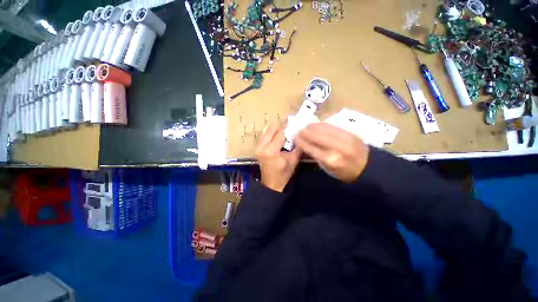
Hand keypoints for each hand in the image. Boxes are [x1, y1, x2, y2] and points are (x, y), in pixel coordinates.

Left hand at [255, 124, 301, 191]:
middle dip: (282, 126)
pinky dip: (270, 132)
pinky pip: (264, 135)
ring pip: (267, 130)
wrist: (271, 183)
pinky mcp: (257, 147)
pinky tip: (277, 134)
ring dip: (276, 129)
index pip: (280, 133)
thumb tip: (300, 133)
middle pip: (272, 128)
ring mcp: (257, 147)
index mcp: (271, 151)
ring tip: (285, 130)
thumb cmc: (283, 173)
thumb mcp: (293, 160)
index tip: (294, 119)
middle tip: (290, 126)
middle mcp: (262, 146)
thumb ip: (297, 146)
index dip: (288, 126)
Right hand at [295, 123, 369, 182]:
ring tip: (305, 126)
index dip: (300, 141)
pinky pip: (331, 125)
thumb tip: (304, 145)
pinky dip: (321, 124)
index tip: (294, 137)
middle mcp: (336, 148)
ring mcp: (344, 138)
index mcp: (329, 160)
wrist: (368, 167)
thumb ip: (315, 157)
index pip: (310, 147)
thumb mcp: (327, 169)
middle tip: (298, 130)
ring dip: (311, 126)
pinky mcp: (350, 132)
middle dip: (304, 131)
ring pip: (323, 128)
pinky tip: (316, 125)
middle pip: (316, 135)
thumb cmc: (344, 172)